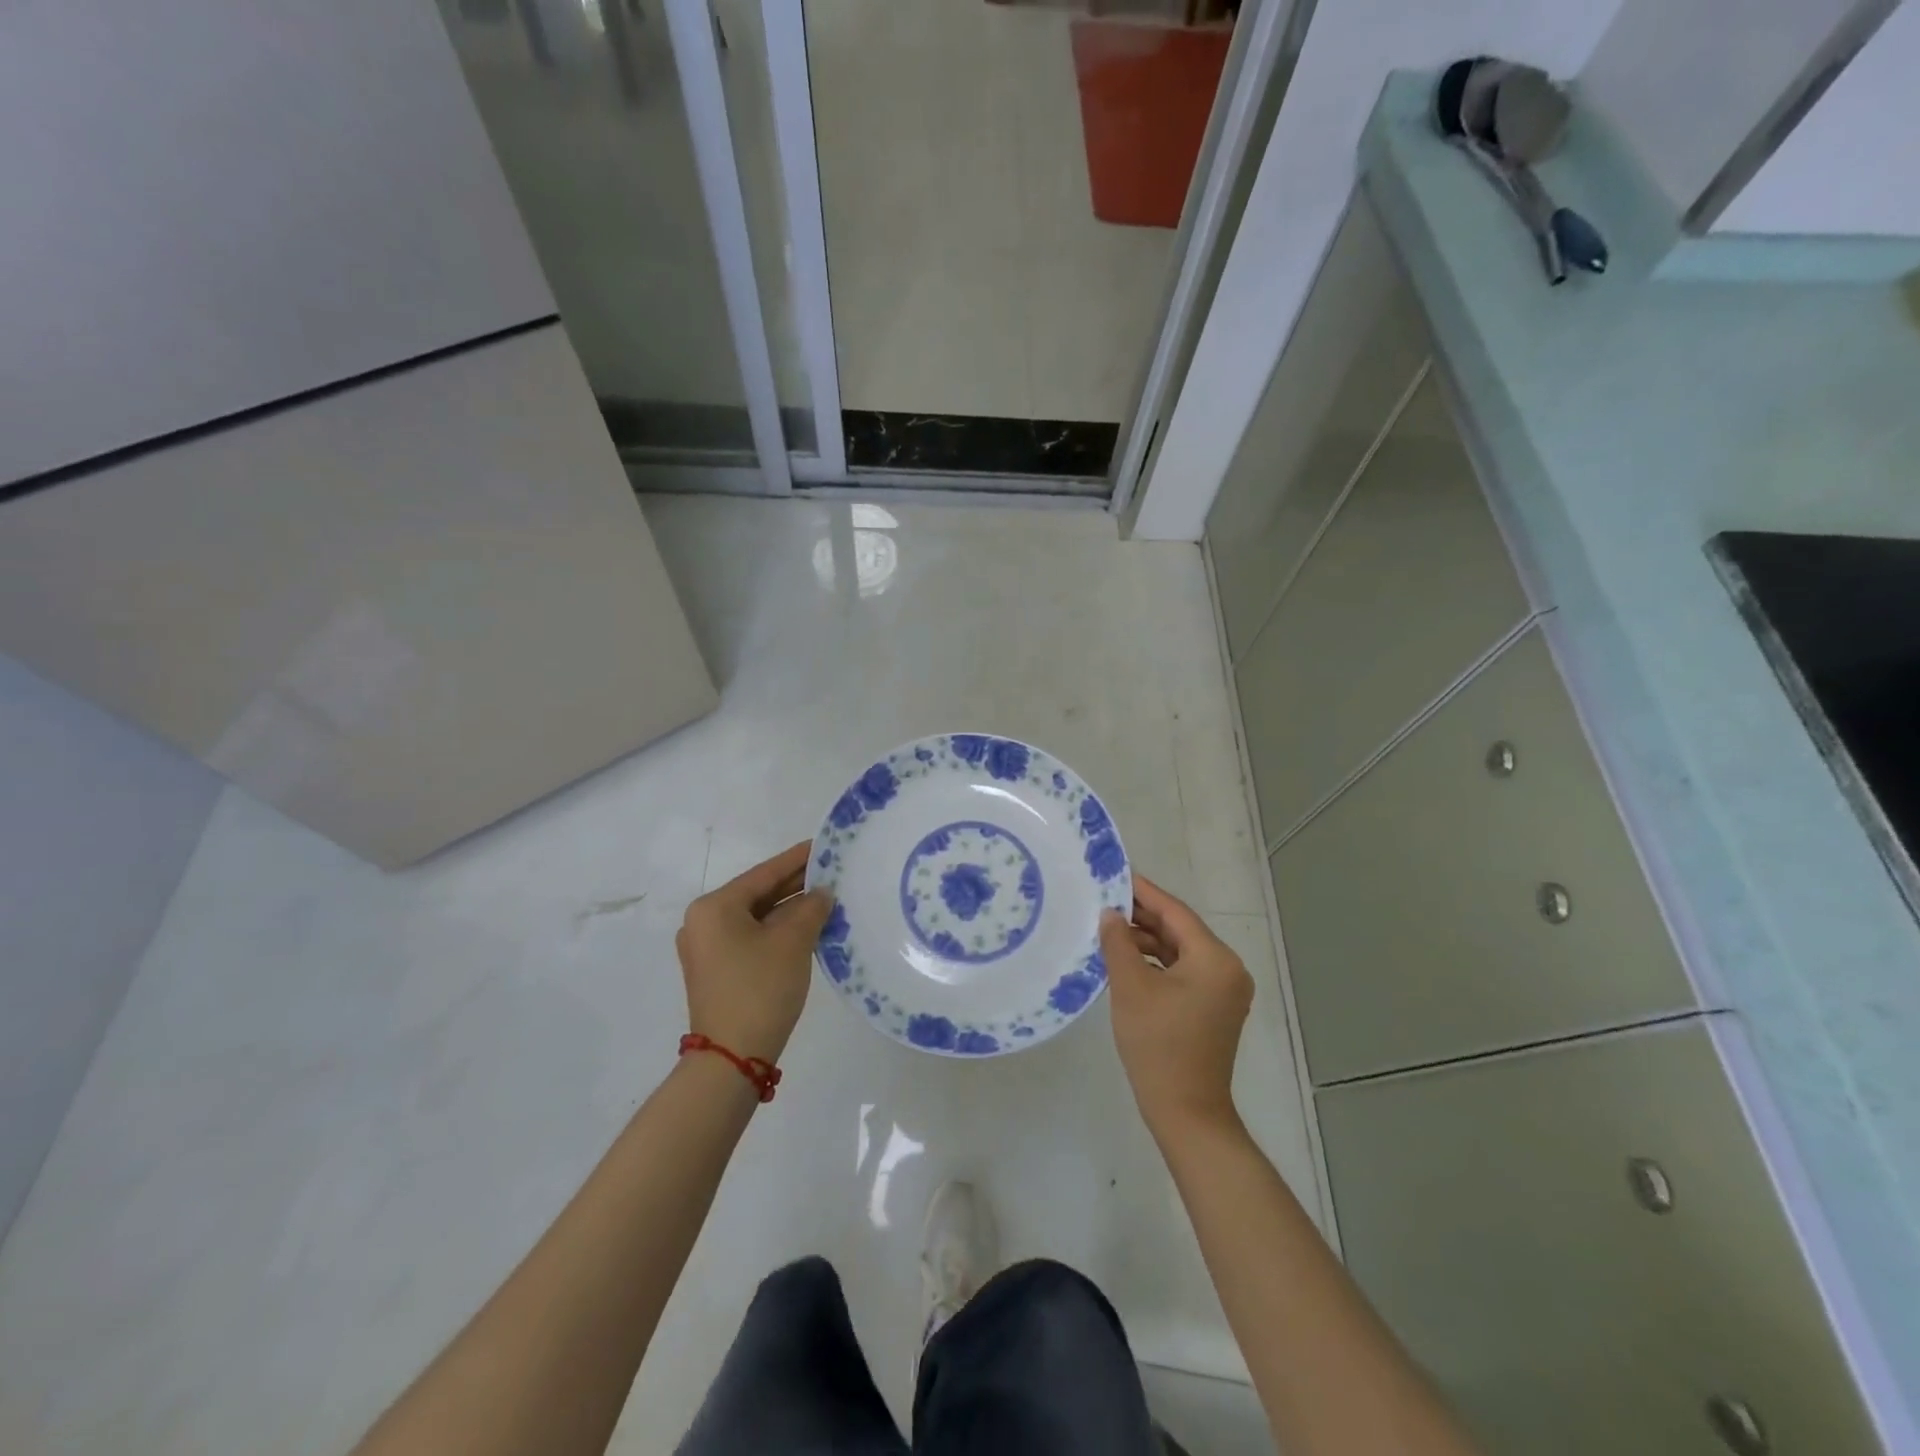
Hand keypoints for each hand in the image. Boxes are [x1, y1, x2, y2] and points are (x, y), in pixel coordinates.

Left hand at [676, 841, 833, 1064]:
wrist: (732, 1058)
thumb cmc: (760, 989)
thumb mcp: (792, 942)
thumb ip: (811, 908)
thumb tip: (822, 893)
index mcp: (714, 907)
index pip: (763, 874)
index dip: (796, 859)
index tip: (823, 845)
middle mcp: (704, 922)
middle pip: (758, 894)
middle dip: (795, 886)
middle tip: (831, 872)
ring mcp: (708, 949)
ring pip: (756, 918)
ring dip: (790, 910)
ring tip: (827, 897)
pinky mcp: (717, 970)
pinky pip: (752, 938)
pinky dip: (778, 931)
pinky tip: (809, 926)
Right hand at [1101, 874, 1252, 1140]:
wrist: (1186, 1111)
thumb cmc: (1158, 1045)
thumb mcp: (1131, 987)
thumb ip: (1118, 943)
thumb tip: (1110, 914)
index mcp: (1215, 959)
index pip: (1175, 913)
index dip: (1144, 892)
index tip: (1116, 874)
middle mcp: (1228, 968)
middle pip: (1180, 930)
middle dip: (1142, 916)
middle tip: (1105, 900)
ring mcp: (1223, 990)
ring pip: (1180, 952)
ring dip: (1147, 941)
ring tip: (1109, 930)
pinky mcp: (1214, 1008)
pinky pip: (1183, 972)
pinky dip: (1157, 963)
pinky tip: (1126, 959)